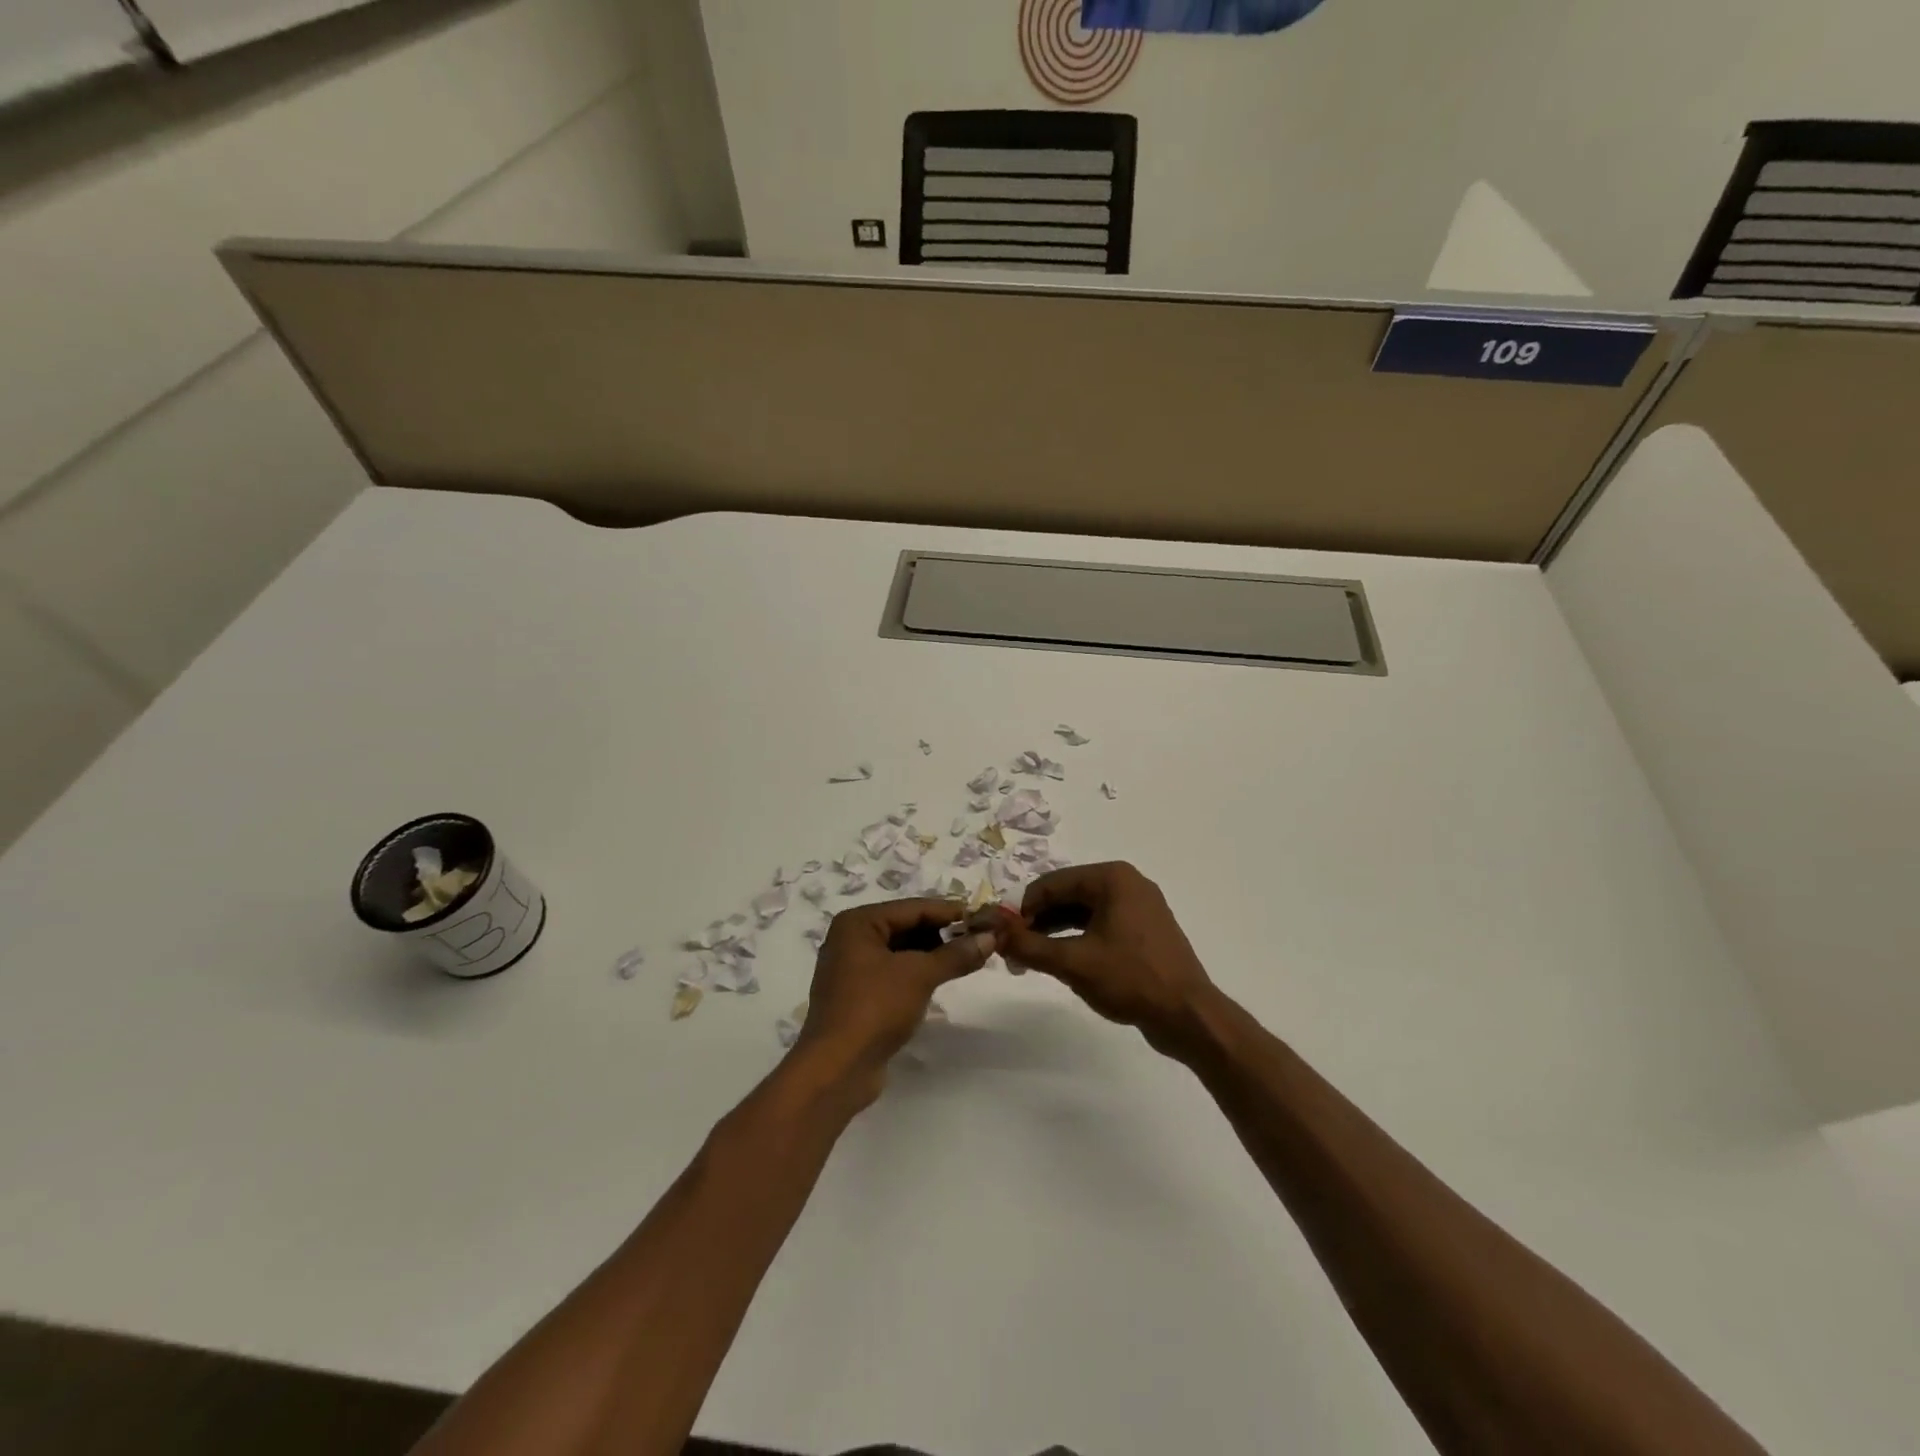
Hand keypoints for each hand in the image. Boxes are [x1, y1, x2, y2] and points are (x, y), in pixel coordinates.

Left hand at [790, 899, 1002, 1105]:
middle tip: (979, 939)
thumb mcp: (920, 975)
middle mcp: (851, 938)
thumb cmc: (875, 1008)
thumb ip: (955, 954)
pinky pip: (894, 972)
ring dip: (931, 954)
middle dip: (942, 934)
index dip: (950, 912)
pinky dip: (917, 973)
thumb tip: (989, 938)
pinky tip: (941, 979)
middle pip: (906, 926)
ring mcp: (852, 968)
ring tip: (966, 959)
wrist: (837, 1069)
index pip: (913, 908)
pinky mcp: (858, 995)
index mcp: (858, 923)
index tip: (983, 916)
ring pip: (901, 951)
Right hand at [1000, 863, 1219, 1056]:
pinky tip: (1062, 960)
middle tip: (1014, 951)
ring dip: (1055, 931)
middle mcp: (1126, 883)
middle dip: (1038, 921)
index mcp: (1111, 878)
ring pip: (1083, 911)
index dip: (1023, 908)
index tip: (1002, 935)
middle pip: (1067, 894)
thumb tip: (994, 935)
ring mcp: (1139, 906)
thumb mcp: (1073, 962)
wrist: (1188, 1015)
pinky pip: (1101, 924)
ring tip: (1032, 958)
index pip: (1052, 883)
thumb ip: (1029, 946)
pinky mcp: (1144, 930)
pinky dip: (1078, 938)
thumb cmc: (1131, 979)